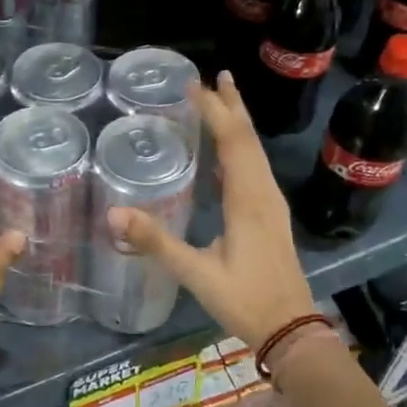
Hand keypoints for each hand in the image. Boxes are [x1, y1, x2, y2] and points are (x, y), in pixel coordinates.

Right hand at [108, 72, 313, 347]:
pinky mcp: (272, 216)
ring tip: (223, 100)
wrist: (291, 330)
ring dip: (239, 124)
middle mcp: (264, 193)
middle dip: (232, 106)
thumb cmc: (246, 300)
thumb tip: (114, 213)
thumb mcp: (197, 274)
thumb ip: (157, 242)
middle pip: (249, 139)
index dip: (214, 111)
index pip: (233, 142)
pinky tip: (228, 153)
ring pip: (256, 152)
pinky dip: (241, 149)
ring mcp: (272, 204)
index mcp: (249, 200)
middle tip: (214, 77)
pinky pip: (256, 169)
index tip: (194, 85)